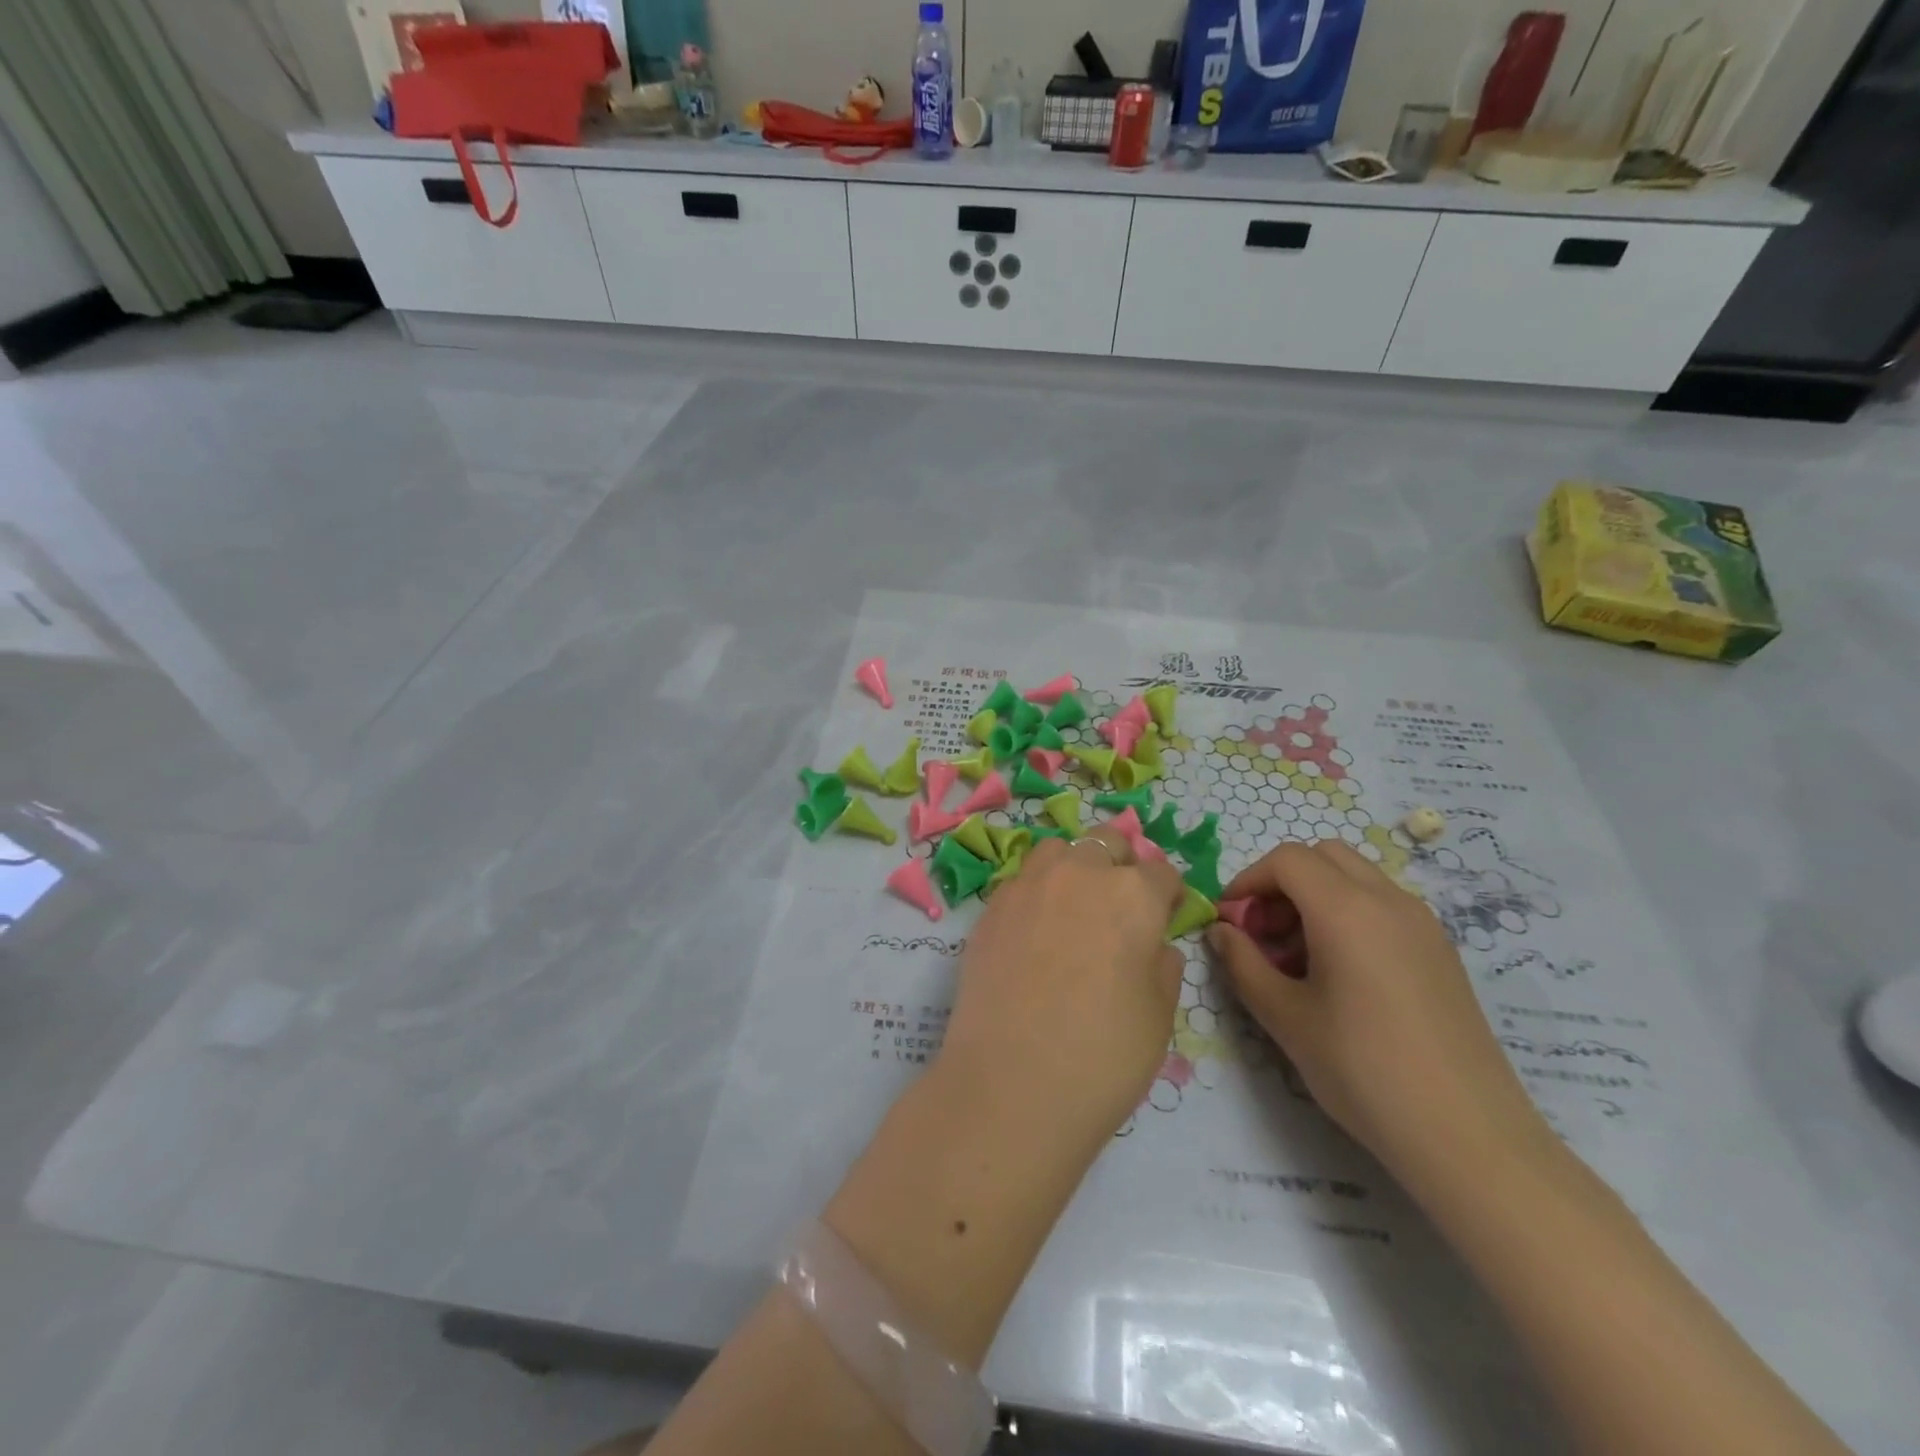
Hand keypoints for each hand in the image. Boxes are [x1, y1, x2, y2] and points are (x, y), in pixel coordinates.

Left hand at [940, 829, 1187, 1159]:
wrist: (1012, 1084)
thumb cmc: (1103, 1056)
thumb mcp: (1160, 1016)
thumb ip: (1163, 965)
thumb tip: (1154, 944)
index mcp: (1133, 895)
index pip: (1162, 873)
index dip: (1168, 895)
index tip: (1166, 916)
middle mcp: (1081, 873)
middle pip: (1107, 843)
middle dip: (1121, 865)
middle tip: (1120, 905)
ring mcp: (1029, 885)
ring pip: (1058, 850)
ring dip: (1074, 866)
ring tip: (1073, 905)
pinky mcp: (991, 906)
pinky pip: (1021, 879)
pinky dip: (1036, 890)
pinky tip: (1035, 928)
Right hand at [1206, 841, 1555, 1192]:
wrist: (1467, 1136)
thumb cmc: (1362, 1070)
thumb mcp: (1285, 1017)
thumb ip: (1242, 963)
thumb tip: (1221, 932)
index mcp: (1347, 909)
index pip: (1287, 859)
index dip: (1248, 880)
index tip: (1231, 921)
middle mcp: (1389, 901)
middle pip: (1324, 856)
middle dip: (1282, 882)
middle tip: (1264, 933)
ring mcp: (1423, 924)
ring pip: (1357, 877)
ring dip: (1316, 896)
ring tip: (1299, 958)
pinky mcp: (1441, 950)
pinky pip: (1383, 905)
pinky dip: (1349, 914)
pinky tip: (1341, 973)